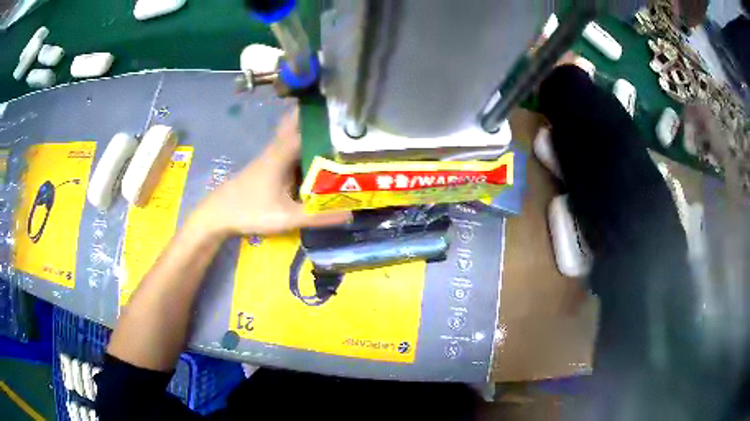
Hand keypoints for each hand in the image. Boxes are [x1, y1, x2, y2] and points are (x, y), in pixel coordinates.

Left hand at [190, 109, 350, 236]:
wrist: (217, 214)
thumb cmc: (249, 211)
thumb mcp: (285, 217)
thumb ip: (317, 216)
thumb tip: (350, 213)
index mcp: (281, 153)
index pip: (305, 123)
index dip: (323, 113)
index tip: (343, 105)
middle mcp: (277, 149)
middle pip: (298, 124)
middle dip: (317, 117)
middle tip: (342, 117)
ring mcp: (271, 157)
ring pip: (294, 137)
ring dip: (311, 132)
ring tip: (337, 135)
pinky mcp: (267, 167)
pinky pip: (289, 150)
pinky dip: (303, 148)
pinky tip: (315, 159)